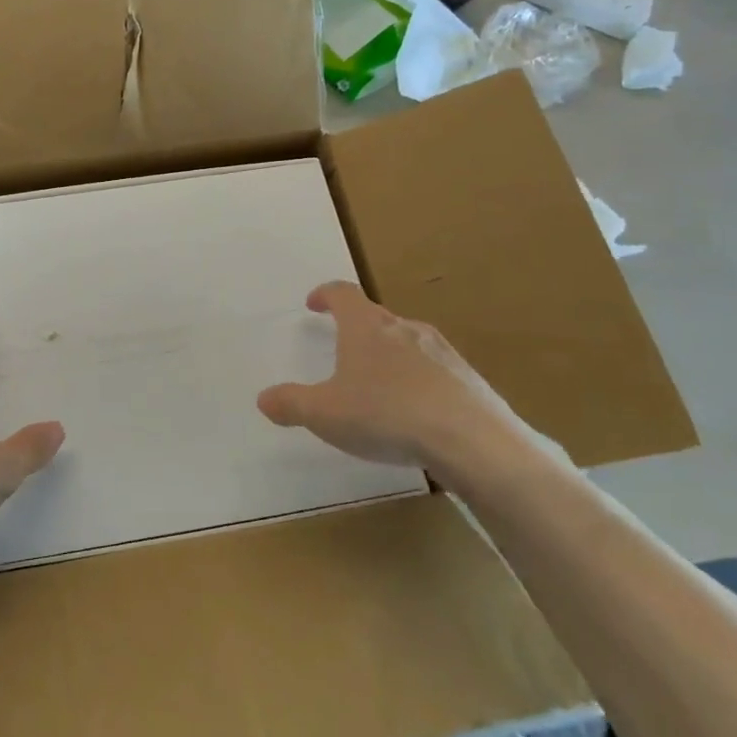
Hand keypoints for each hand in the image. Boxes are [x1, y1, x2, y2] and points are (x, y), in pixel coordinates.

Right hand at [255, 282, 540, 479]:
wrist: (473, 442)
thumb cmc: (386, 416)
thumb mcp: (325, 414)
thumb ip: (291, 404)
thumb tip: (264, 398)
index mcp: (366, 327)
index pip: (343, 294)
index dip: (325, 295)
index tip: (314, 303)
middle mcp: (404, 329)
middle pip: (376, 316)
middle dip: (357, 327)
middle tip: (343, 346)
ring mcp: (442, 352)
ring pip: (408, 341)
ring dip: (389, 353)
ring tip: (378, 382)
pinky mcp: (468, 379)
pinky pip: (435, 370)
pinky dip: (419, 380)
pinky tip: (415, 411)